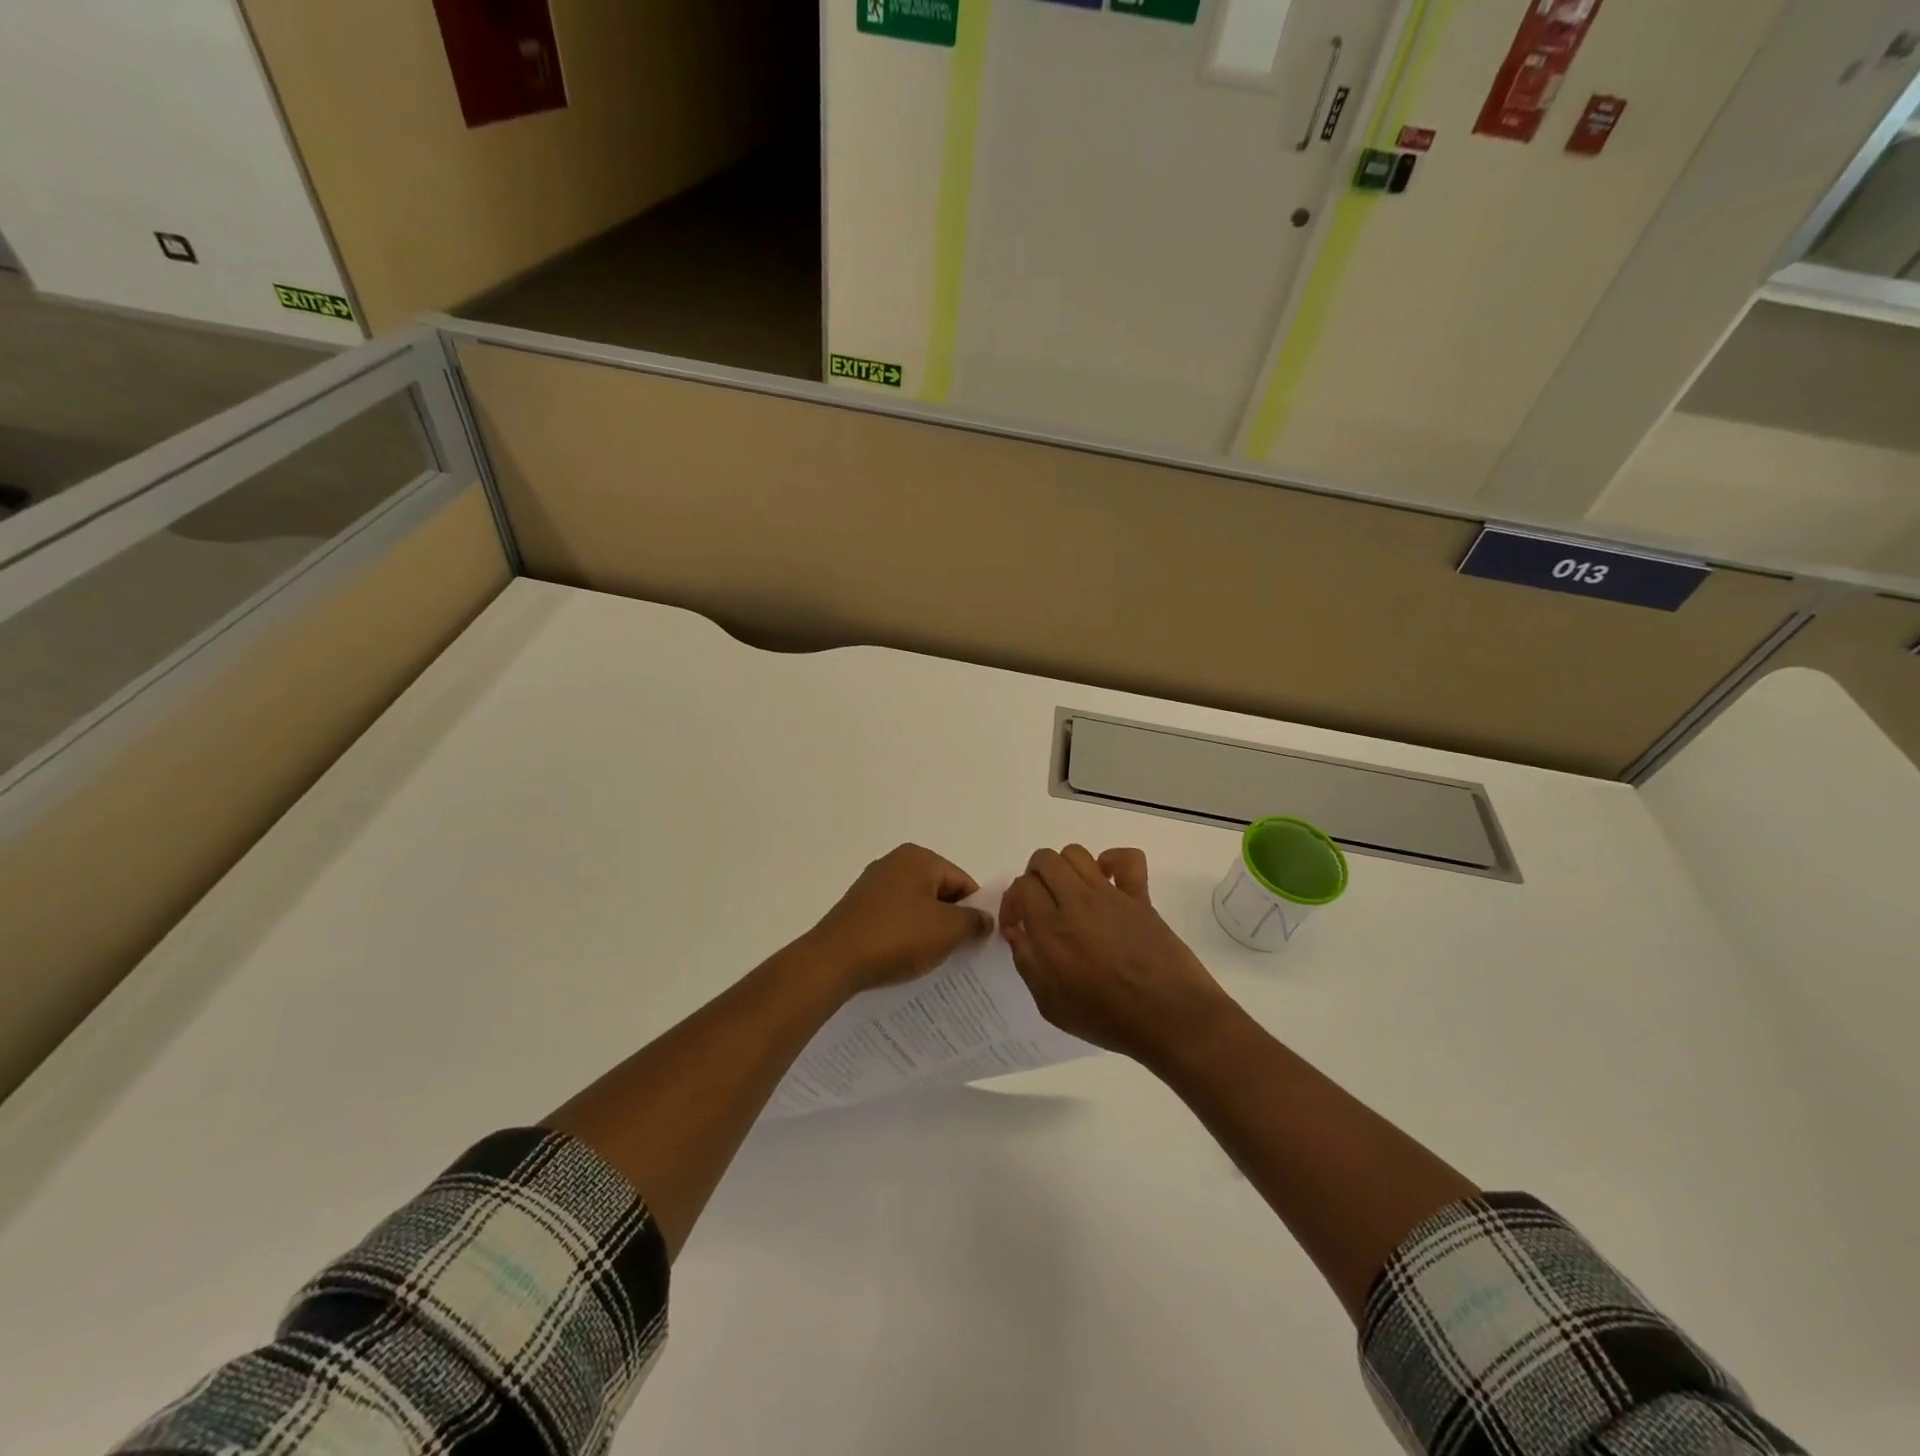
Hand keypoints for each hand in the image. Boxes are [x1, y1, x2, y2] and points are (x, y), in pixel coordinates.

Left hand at [805, 844, 992, 993]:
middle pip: (939, 893)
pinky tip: (904, 959)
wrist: (833, 961)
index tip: (977, 942)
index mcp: (918, 858)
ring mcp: (872, 885)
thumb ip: (974, 922)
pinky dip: (904, 937)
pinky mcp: (858, 908)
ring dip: (927, 932)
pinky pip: (893, 920)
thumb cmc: (897, 937)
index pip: (962, 882)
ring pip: (916, 908)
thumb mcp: (948, 930)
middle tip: (958, 953)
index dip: (975, 912)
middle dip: (951, 922)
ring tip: (931, 961)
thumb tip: (984, 920)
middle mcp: (894, 863)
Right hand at [1001, 846, 1234, 1062]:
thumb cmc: (1107, 1019)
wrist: (1169, 1018)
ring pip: (1076, 853)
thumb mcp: (1050, 1004)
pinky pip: (1127, 859)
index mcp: (1051, 929)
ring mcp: (1110, 895)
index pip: (1021, 886)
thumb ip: (1027, 962)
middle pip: (1044, 860)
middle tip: (1041, 906)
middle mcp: (1077, 902)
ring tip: (1070, 894)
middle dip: (1034, 878)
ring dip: (1065, 868)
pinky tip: (1107, 882)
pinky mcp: (1140, 896)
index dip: (1013, 903)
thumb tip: (1017, 931)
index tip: (1019, 927)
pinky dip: (1113, 861)